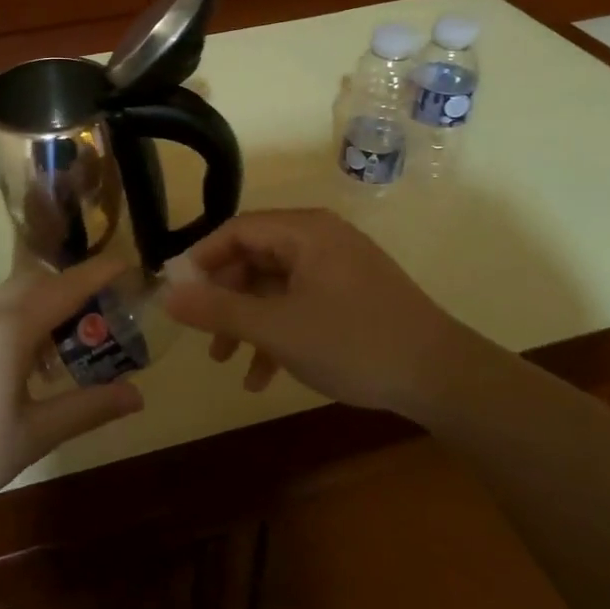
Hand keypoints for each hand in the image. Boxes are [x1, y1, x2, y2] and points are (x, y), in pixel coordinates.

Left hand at [0, 254, 143, 526]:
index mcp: (8, 327)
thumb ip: (86, 409)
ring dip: (40, 307)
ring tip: (60, 349)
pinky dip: (13, 320)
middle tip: (100, 315)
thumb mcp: (32, 436)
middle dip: (71, 289)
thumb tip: (136, 395)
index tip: (128, 265)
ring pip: (8, 296)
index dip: (99, 273)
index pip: (65, 286)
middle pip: (36, 282)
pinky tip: (15, 365)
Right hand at [160, 208, 480, 415]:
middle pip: (255, 258)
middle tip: (202, 333)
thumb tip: (167, 294)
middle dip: (225, 299)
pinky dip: (279, 332)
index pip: (237, 230)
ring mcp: (339, 267)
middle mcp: (320, 239)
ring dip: (248, 322)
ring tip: (226, 362)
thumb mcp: (277, 328)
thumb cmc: (353, 342)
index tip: (178, 293)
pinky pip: (301, 303)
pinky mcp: (353, 295)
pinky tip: (264, 375)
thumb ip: (218, 310)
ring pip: (276, 286)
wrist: (443, 378)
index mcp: (304, 232)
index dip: (201, 260)